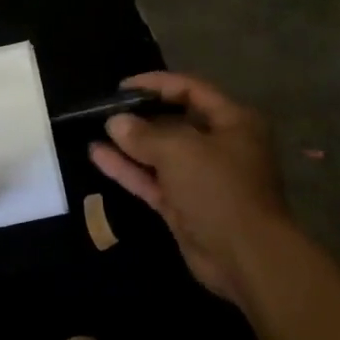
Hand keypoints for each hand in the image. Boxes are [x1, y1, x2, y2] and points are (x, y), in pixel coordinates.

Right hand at [88, 72, 289, 304]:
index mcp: (233, 121)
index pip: (192, 90)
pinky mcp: (183, 205)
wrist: (244, 256)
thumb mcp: (180, 150)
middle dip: (140, 115)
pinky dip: (128, 169)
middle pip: (175, 121)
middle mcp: (219, 145)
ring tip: (94, 129)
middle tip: (105, 109)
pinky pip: (152, 180)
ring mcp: (200, 178)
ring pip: (160, 153)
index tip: (122, 86)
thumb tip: (115, 122)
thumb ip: (144, 134)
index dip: (157, 84)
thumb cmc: (219, 188)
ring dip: (129, 143)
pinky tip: (97, 155)